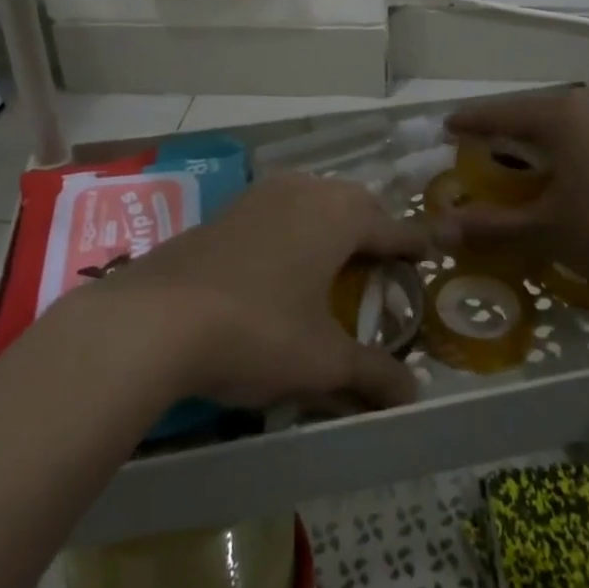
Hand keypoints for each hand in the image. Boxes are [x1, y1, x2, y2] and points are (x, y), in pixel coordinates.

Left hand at [87, 173, 425, 411]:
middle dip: (374, 226)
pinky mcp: (225, 210)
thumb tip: (414, 396)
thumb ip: (372, 375)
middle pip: (354, 202)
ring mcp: (260, 195)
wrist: (155, 319)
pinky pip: (278, 209)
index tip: (433, 251)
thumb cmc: (257, 330)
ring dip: (332, 221)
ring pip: (313, 198)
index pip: (392, 225)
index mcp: (338, 215)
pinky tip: (283, 260)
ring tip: (337, 257)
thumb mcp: (322, 361)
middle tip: (385, 259)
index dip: (415, 242)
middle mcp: (304, 190)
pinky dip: (295, 227)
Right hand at [441, 90, 588, 298]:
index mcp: (561, 115)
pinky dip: (569, 150)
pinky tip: (568, 177)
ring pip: (565, 123)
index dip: (469, 123)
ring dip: (539, 143)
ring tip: (520, 169)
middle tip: (480, 157)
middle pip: (533, 113)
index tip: (445, 129)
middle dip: (504, 134)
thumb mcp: (546, 229)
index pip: (500, 112)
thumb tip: (441, 229)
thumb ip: (491, 224)